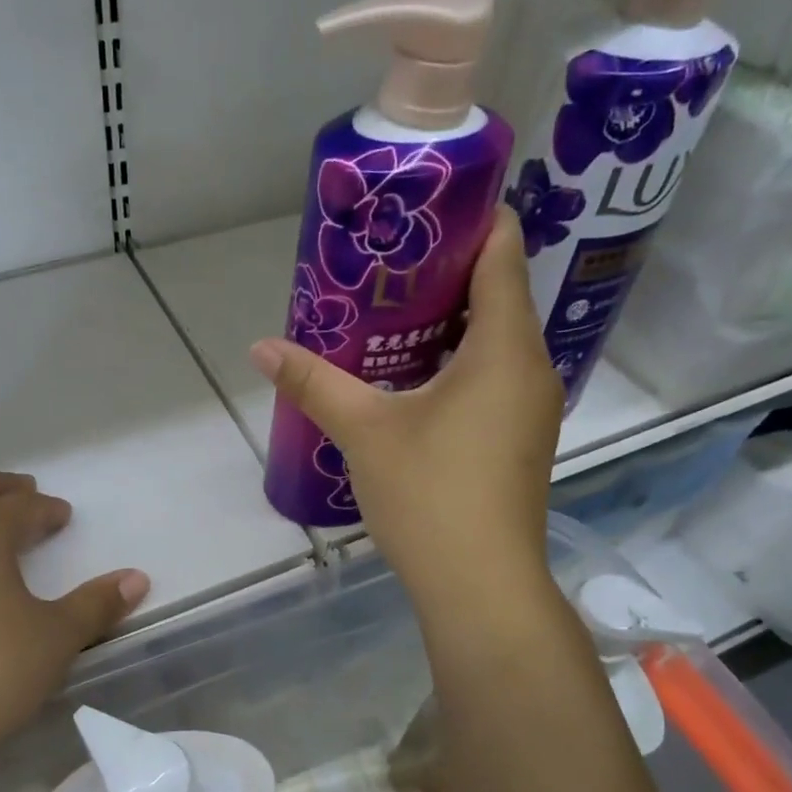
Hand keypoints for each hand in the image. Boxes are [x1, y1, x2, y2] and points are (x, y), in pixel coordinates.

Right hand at [250, 207, 563, 611]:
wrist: (480, 586)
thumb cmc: (430, 494)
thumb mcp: (364, 431)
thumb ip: (314, 382)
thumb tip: (260, 347)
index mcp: (505, 347)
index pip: (503, 253)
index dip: (472, 219)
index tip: (425, 206)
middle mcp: (531, 367)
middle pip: (498, 293)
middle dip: (445, 271)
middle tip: (386, 259)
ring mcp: (530, 407)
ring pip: (495, 339)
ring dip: (449, 320)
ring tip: (390, 309)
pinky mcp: (519, 438)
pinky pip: (492, 376)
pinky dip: (458, 360)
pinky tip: (411, 373)